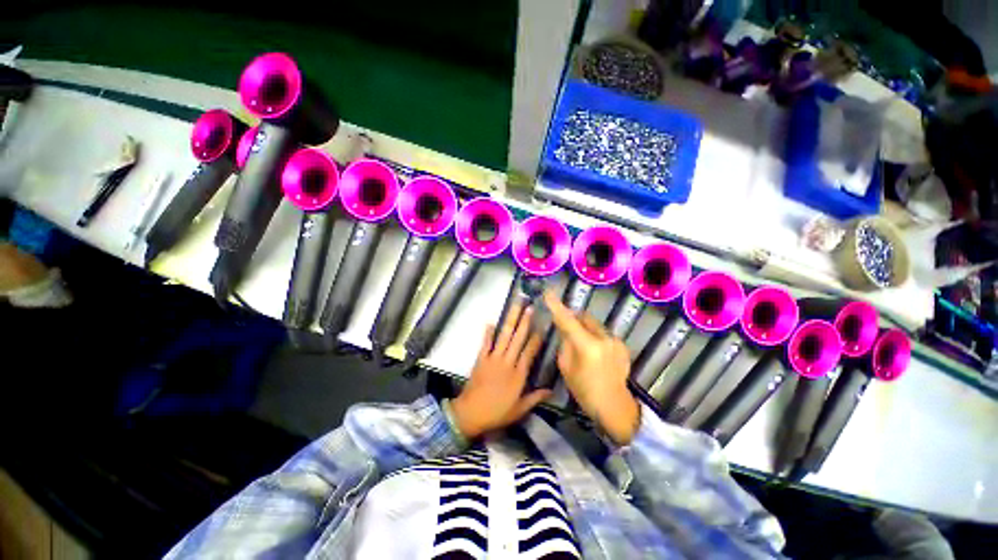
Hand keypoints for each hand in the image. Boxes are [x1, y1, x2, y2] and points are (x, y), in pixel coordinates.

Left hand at [451, 303, 548, 438]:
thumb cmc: (497, 412)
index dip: (536, 339)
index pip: (529, 352)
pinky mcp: (481, 359)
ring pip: (504, 336)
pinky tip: (491, 322)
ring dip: (510, 320)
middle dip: (524, 321)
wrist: (471, 413)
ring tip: (515, 307)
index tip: (542, 326)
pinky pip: (485, 343)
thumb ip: (535, 398)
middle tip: (529, 307)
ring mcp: (493, 358)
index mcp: (518, 374)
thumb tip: (551, 390)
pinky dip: (488, 333)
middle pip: (517, 338)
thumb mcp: (520, 409)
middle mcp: (507, 362)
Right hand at [544, 290, 639, 444]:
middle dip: (573, 319)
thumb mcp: (566, 367)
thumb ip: (565, 343)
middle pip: (584, 318)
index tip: (548, 293)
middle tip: (566, 327)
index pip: (568, 320)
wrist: (614, 406)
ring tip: (582, 346)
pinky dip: (595, 337)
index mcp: (587, 346)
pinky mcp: (622, 345)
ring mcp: (615, 341)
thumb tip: (565, 328)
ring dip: (585, 329)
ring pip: (594, 325)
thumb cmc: (584, 390)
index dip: (556, 306)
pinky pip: (602, 333)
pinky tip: (595, 354)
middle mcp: (604, 339)